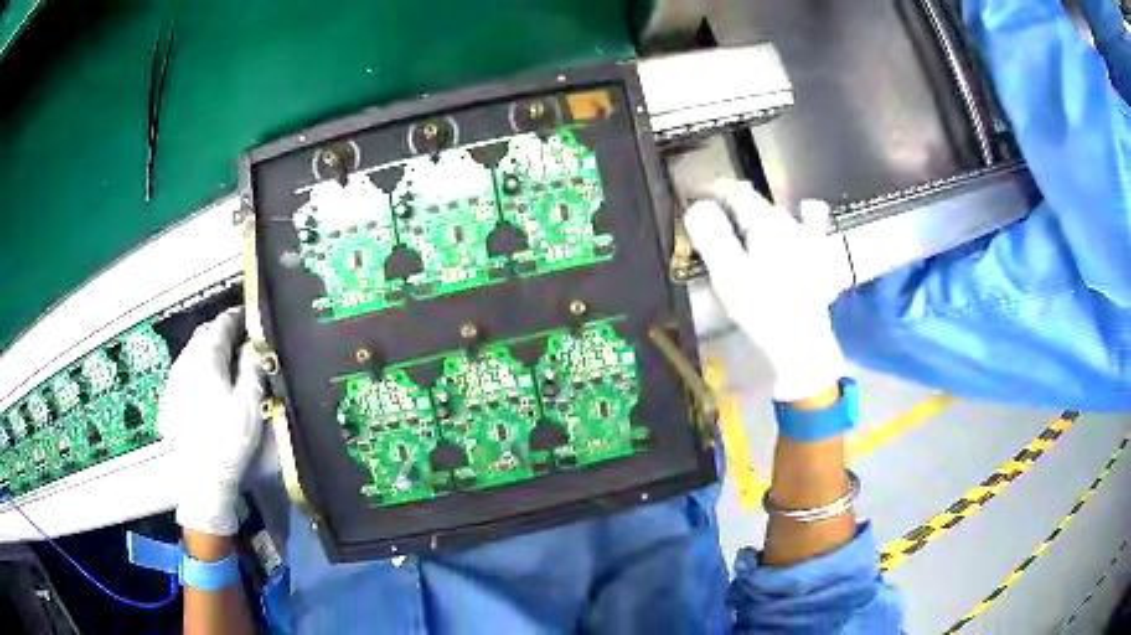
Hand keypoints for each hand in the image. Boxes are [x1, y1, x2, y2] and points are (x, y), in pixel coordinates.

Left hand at [158, 308, 264, 535]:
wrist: (202, 478)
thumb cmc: (229, 440)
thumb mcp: (250, 403)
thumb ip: (253, 367)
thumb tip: (255, 344)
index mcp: (206, 357)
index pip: (222, 323)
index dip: (237, 317)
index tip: (250, 318)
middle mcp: (186, 362)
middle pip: (203, 334)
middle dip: (221, 333)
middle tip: (240, 342)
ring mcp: (174, 381)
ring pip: (191, 353)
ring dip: (208, 352)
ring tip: (224, 366)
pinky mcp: (169, 400)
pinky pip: (184, 373)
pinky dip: (197, 371)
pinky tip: (206, 389)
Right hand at [684, 178, 847, 401]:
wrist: (803, 344)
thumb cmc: (763, 309)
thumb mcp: (729, 274)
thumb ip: (712, 236)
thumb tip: (698, 206)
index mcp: (766, 223)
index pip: (734, 192)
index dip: (710, 189)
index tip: (690, 196)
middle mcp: (789, 223)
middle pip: (755, 202)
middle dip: (729, 202)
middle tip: (707, 215)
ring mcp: (808, 240)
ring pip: (777, 214)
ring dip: (755, 212)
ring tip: (739, 220)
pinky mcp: (818, 259)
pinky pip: (811, 226)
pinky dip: (803, 217)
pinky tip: (804, 215)